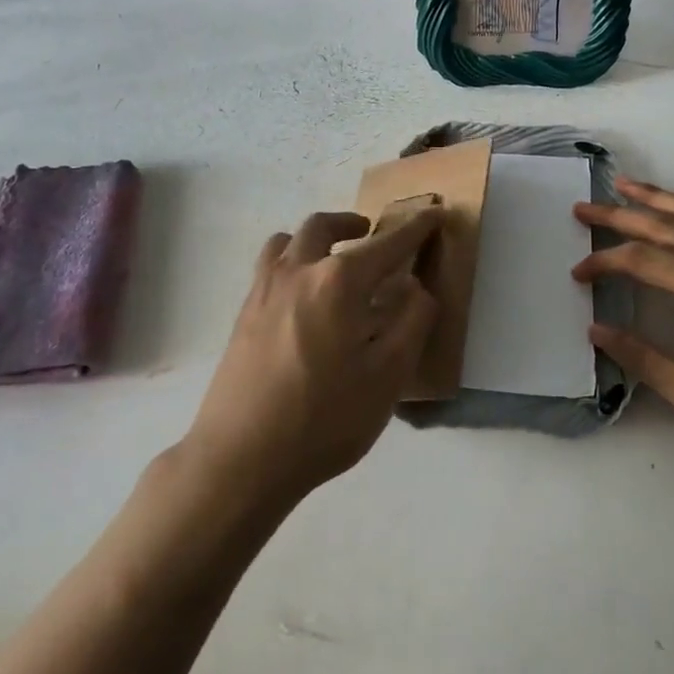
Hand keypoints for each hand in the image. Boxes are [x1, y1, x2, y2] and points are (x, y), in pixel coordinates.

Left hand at [184, 208, 441, 506]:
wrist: (240, 459)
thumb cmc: (324, 418)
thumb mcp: (388, 377)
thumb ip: (412, 323)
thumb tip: (416, 287)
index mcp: (339, 282)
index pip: (386, 245)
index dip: (414, 229)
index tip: (433, 214)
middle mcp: (298, 272)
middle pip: (324, 226)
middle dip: (352, 222)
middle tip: (369, 231)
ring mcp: (263, 291)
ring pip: (287, 240)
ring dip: (315, 237)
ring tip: (331, 256)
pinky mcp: (243, 315)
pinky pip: (269, 266)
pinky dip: (291, 260)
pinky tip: (302, 295)